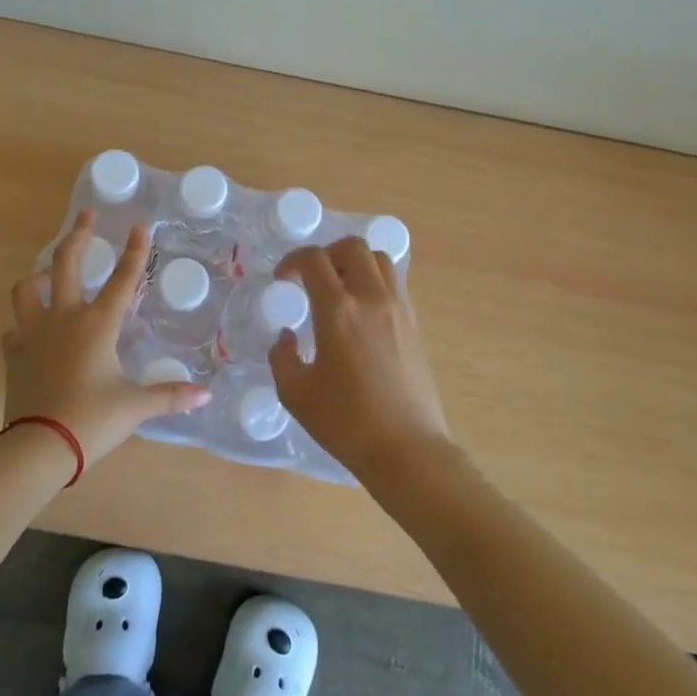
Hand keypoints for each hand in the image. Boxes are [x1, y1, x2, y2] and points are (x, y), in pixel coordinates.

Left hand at [4, 210, 208, 465]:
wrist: (38, 447)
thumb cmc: (91, 420)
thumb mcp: (135, 407)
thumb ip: (170, 396)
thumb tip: (205, 395)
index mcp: (96, 324)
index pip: (122, 279)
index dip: (134, 251)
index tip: (139, 225)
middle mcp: (63, 318)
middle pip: (66, 263)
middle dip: (78, 235)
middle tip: (86, 215)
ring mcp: (33, 333)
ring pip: (27, 289)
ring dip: (40, 275)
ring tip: (50, 274)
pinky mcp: (13, 353)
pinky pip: (16, 327)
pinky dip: (26, 322)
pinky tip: (35, 330)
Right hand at [270, 237, 453, 480]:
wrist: (406, 449)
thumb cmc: (346, 423)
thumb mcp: (296, 394)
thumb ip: (282, 357)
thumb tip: (287, 337)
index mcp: (338, 310)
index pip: (314, 259)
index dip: (292, 261)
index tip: (283, 280)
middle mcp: (371, 298)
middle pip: (352, 246)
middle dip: (326, 253)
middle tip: (312, 278)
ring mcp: (398, 308)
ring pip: (379, 259)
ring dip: (354, 263)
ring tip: (339, 288)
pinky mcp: (414, 324)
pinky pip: (394, 283)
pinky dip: (374, 281)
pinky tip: (361, 311)